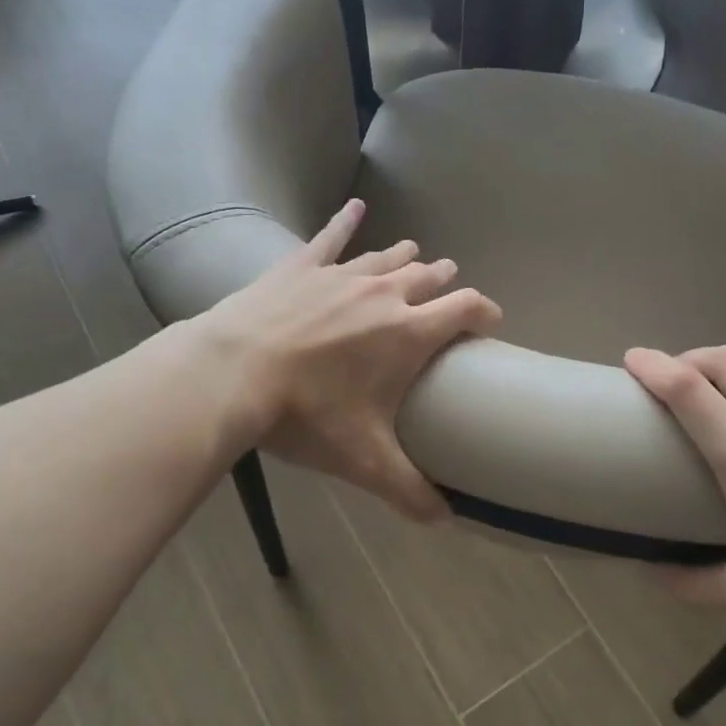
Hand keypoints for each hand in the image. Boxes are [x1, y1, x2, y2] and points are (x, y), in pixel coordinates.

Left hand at [199, 200, 502, 521]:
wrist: (234, 372)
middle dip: (444, 282)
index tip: (491, 320)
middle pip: (427, 278)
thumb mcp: (364, 460)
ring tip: (418, 253)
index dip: (484, 311)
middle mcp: (384, 294)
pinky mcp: (302, 266)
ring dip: (406, 257)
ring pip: (386, 258)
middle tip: (449, 286)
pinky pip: (330, 236)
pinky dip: (346, 220)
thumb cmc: (307, 414)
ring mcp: (341, 274)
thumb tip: (446, 521)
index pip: (464, 309)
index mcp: (408, 333)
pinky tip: (356, 204)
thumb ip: (409, 490)